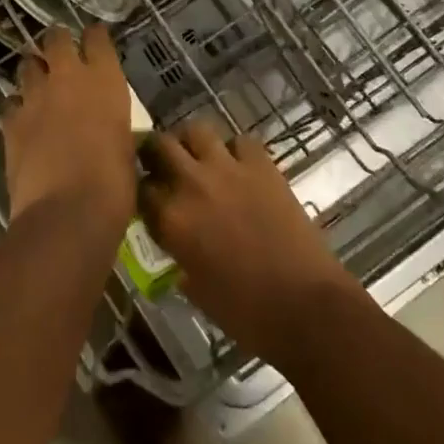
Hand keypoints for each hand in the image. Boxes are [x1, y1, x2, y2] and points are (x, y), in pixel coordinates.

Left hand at [1, 24, 137, 241]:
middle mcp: (68, 77)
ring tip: (39, 84)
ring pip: (27, 65)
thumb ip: (111, 122)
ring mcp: (35, 97)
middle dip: (57, 42)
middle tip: (60, 53)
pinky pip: (10, 102)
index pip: (96, 37)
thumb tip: (105, 125)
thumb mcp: (125, 144)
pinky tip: (22, 118)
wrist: (68, 211)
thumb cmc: (114, 182)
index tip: (94, 39)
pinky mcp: (10, 121)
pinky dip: (17, 106)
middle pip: (56, 38)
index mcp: (105, 79)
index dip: (94, 36)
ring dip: (34, 71)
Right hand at [142, 120, 361, 364]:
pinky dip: (236, 150)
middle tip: (164, 166)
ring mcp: (228, 169)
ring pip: (197, 130)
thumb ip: (179, 258)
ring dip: (193, 142)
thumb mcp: (197, 290)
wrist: (303, 304)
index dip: (141, 191)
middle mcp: (192, 185)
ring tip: (199, 158)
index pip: (140, 188)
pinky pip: (241, 141)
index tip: (148, 198)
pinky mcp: (262, 165)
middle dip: (157, 153)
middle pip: (160, 145)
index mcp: (172, 220)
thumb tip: (179, 249)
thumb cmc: (246, 312)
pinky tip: (240, 167)